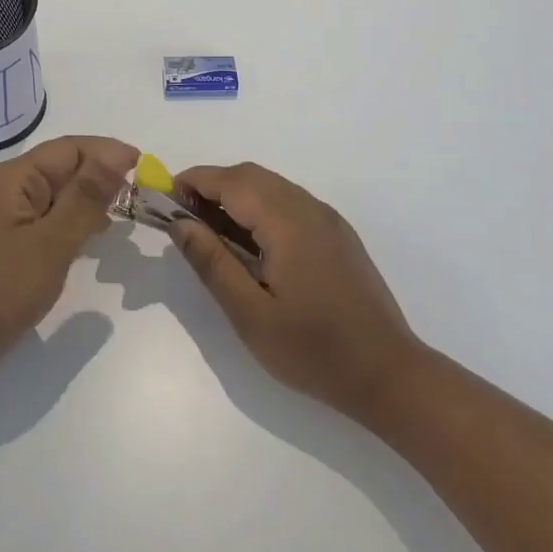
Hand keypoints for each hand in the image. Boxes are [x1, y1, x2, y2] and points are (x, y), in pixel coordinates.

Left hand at [0, 134, 136, 374]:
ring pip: (61, 193)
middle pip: (66, 167)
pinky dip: (77, 220)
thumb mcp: (52, 241)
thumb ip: (86, 196)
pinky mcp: (14, 240)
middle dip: (103, 175)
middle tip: (142, 194)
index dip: (109, 152)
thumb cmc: (3, 287)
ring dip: (93, 198)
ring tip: (127, 212)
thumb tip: (116, 154)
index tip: (145, 168)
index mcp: (17, 177)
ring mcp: (11, 215)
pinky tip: (97, 234)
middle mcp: (12, 187)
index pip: (72, 148)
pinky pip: (53, 217)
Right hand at [170, 162, 422, 428]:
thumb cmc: (314, 350)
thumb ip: (212, 263)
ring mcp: (328, 220)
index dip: (194, 181)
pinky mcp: (338, 235)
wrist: (389, 374)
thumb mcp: (250, 314)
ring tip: (209, 230)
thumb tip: (179, 224)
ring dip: (236, 195)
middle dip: (212, 186)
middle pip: (251, 176)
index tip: (163, 198)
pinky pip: (290, 203)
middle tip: (183, 218)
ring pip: (272, 186)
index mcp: (287, 222)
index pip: (231, 181)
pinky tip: (250, 243)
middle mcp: (309, 208)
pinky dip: (260, 208)